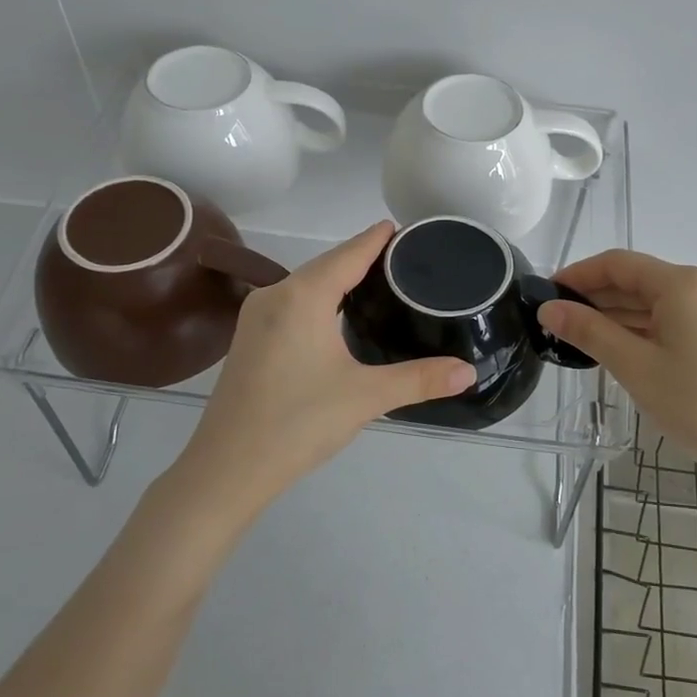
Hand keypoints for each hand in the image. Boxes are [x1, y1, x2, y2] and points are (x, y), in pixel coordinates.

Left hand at [181, 222, 474, 511]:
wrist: (227, 469)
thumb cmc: (298, 423)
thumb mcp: (366, 397)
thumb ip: (420, 380)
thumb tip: (470, 372)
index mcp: (303, 296)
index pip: (349, 254)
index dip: (375, 239)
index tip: (400, 226)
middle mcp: (275, 295)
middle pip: (326, 265)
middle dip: (361, 257)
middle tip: (402, 259)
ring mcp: (256, 317)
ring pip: (305, 284)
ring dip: (338, 279)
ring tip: (376, 282)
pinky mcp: (247, 338)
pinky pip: (291, 303)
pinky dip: (318, 298)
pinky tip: (335, 314)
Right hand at [538, 250, 696, 481]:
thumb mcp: (635, 366)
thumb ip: (589, 331)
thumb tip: (548, 308)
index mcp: (683, 283)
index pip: (618, 264)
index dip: (578, 275)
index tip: (546, 293)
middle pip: (636, 279)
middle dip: (594, 296)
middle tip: (555, 320)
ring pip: (653, 301)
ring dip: (615, 314)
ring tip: (577, 336)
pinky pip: (670, 317)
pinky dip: (640, 327)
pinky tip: (615, 345)